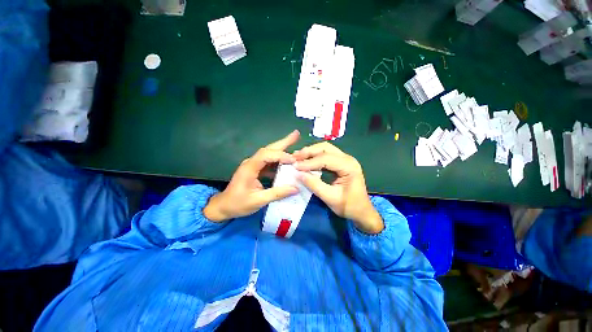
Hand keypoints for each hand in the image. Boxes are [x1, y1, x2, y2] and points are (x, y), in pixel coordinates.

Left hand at [203, 130, 300, 221]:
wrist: (224, 206)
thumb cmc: (238, 204)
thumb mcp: (257, 201)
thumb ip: (277, 194)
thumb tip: (296, 188)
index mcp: (249, 168)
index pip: (266, 155)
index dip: (280, 155)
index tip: (293, 160)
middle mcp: (251, 162)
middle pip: (268, 149)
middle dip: (283, 142)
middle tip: (296, 134)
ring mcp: (254, 165)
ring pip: (269, 153)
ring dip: (282, 148)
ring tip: (295, 142)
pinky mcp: (256, 169)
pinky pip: (270, 161)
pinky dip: (279, 160)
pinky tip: (287, 162)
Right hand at [293, 142, 383, 233]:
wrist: (362, 211)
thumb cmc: (349, 206)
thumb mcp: (330, 198)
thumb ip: (314, 185)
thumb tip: (298, 174)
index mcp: (349, 167)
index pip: (326, 159)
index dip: (309, 162)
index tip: (295, 166)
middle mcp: (348, 159)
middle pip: (326, 148)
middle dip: (309, 151)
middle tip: (294, 157)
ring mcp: (345, 159)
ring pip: (325, 149)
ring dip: (311, 152)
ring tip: (297, 157)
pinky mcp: (341, 162)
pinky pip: (326, 155)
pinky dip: (315, 156)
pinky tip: (306, 160)